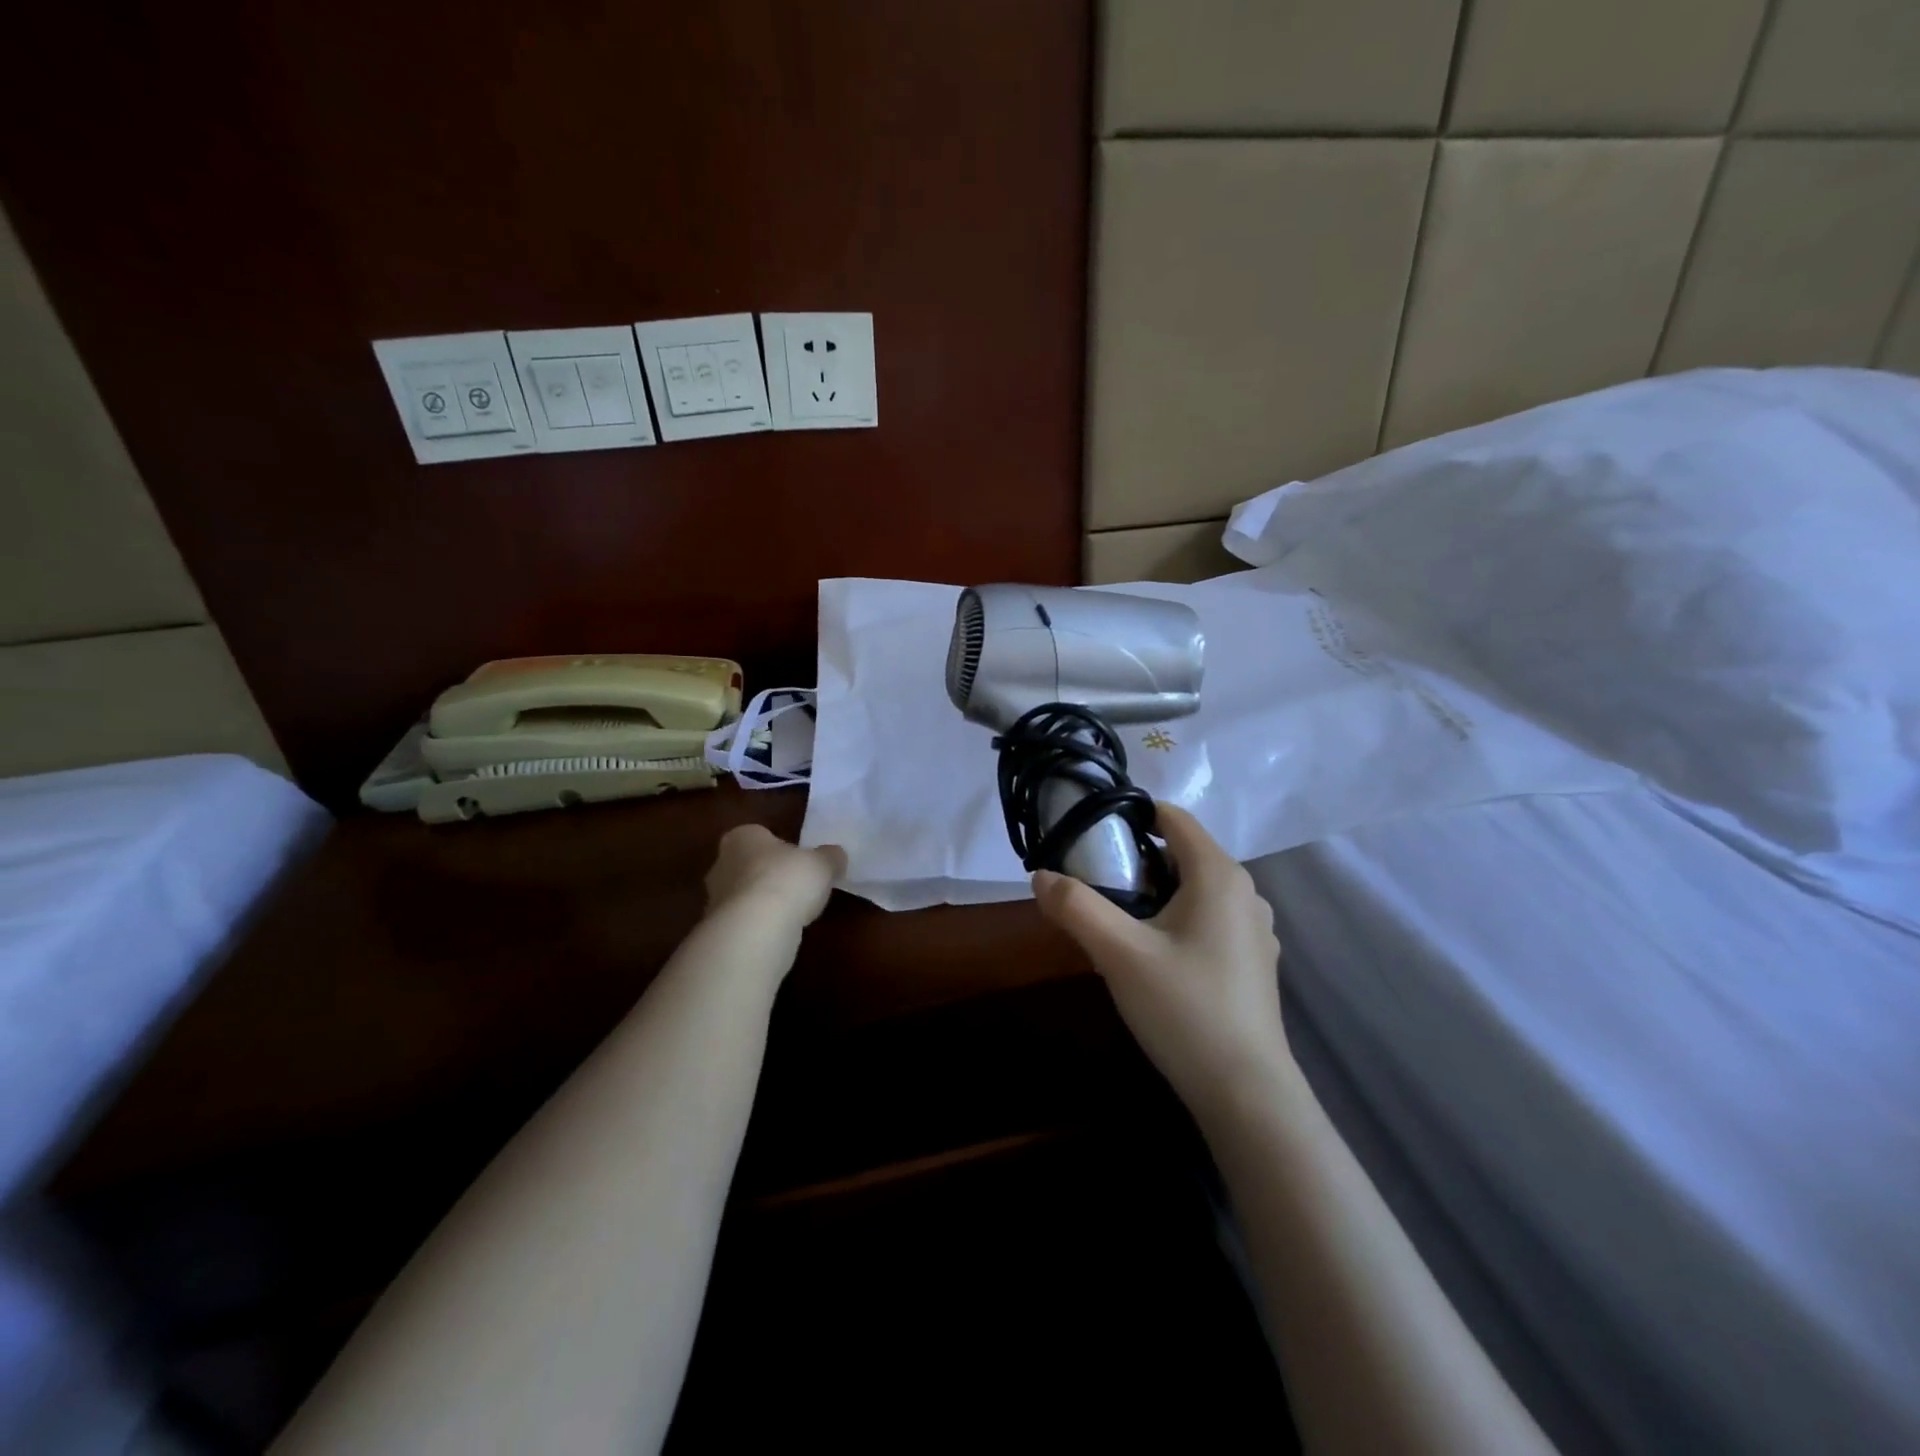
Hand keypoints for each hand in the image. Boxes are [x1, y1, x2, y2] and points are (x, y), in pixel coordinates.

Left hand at [704, 825, 846, 928]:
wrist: (756, 928)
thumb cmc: (788, 880)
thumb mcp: (823, 864)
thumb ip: (830, 857)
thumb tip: (836, 855)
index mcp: (742, 837)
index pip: (759, 836)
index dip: (779, 848)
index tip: (798, 860)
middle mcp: (721, 863)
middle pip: (748, 865)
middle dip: (768, 874)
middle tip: (796, 886)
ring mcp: (714, 899)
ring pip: (744, 896)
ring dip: (763, 903)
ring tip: (792, 913)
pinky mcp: (719, 929)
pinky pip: (744, 922)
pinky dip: (759, 926)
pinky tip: (779, 932)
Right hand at [1032, 803, 1292, 1112]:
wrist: (1247, 1094)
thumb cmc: (1184, 1009)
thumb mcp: (1119, 953)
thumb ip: (1076, 907)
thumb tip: (1040, 876)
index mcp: (1219, 874)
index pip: (1172, 817)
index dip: (1129, 816)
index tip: (1089, 836)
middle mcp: (1245, 892)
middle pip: (1181, 853)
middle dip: (1135, 861)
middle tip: (1093, 886)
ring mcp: (1254, 929)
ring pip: (1193, 889)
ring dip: (1153, 893)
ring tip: (1116, 923)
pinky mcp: (1252, 962)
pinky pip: (1207, 919)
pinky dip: (1175, 920)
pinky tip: (1152, 957)